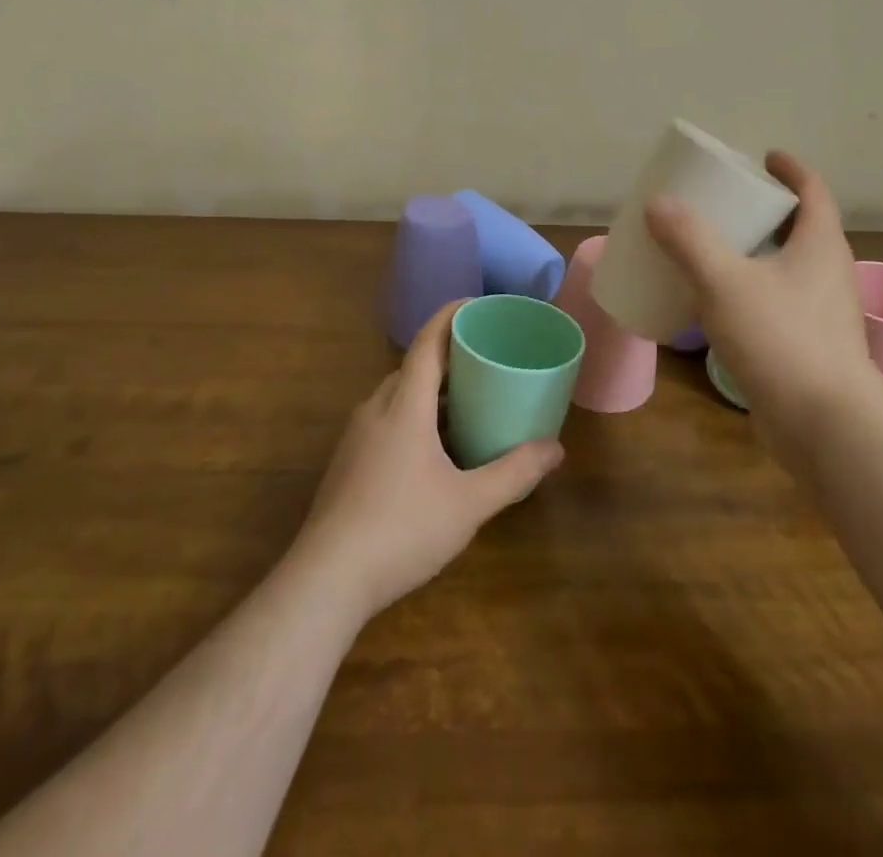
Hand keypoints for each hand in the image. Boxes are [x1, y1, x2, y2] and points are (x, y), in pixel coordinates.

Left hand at [290, 302, 563, 622]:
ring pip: (398, 396)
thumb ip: (515, 473)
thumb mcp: (469, 503)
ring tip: (466, 406)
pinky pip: (385, 420)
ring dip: (431, 392)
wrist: (326, 579)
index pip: (428, 342)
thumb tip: (556, 449)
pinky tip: (433, 451)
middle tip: (485, 361)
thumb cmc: (402, 529)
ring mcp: (356, 436)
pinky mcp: (347, 462)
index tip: (477, 304)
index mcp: (404, 405)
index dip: (451, 315)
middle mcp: (376, 409)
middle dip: (448, 358)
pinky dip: (413, 417)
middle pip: (413, 367)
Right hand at [645, 151, 882, 470]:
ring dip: (755, 252)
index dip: (789, 169)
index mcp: (820, 245)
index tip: (762, 157)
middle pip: (800, 226)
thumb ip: (689, 240)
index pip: (812, 190)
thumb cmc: (782, 339)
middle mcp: (828, 272)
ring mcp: (822, 312)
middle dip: (764, 210)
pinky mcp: (809, 345)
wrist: (826, 426)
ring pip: (787, 266)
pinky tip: (716, 303)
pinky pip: (777, 301)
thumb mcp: (725, 281)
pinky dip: (750, 289)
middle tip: (724, 203)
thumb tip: (658, 203)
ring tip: (712, 248)